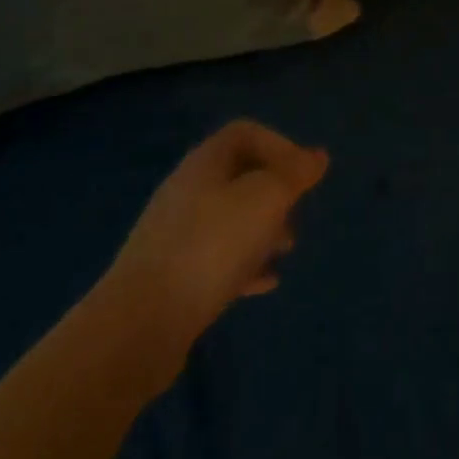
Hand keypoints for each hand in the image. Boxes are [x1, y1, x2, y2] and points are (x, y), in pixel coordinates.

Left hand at [97, 120, 328, 392]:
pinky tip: (265, 282)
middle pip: (239, 175)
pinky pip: (217, 258)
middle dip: (274, 191)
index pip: (245, 133)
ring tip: (286, 248)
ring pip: (230, 218)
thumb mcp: (265, 199)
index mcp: (205, 163)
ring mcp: (176, 234)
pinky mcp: (172, 276)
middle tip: (296, 211)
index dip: (279, 145)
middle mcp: (187, 190)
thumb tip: (317, 156)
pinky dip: (245, 263)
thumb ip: (294, 174)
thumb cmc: (211, 246)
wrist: (141, 325)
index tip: (303, 176)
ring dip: (263, 228)